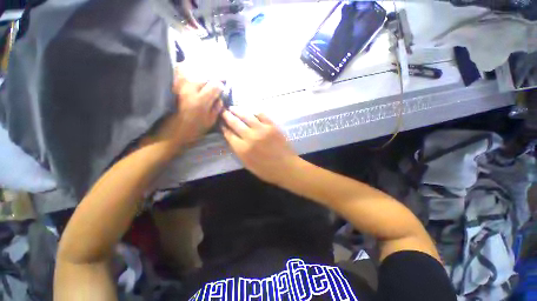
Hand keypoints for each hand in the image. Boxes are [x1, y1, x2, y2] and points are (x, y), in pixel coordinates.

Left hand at [149, 68, 222, 156]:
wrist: (169, 134)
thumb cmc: (192, 130)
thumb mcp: (209, 122)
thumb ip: (217, 108)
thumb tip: (220, 98)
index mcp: (200, 101)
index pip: (214, 86)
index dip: (220, 86)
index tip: (222, 88)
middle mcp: (189, 90)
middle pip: (204, 79)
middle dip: (211, 82)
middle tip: (214, 86)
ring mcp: (177, 87)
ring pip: (192, 74)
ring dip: (200, 77)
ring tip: (203, 82)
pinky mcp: (170, 87)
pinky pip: (178, 73)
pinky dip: (185, 72)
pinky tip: (188, 73)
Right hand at [221, 107, 300, 185]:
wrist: (286, 167)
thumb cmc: (267, 170)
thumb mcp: (248, 165)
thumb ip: (239, 151)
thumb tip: (233, 139)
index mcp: (242, 149)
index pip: (229, 135)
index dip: (224, 128)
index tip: (221, 123)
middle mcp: (250, 137)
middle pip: (235, 123)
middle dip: (227, 116)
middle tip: (224, 111)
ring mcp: (262, 130)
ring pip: (247, 116)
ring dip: (238, 110)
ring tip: (233, 108)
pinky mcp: (272, 126)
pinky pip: (262, 115)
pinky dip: (255, 112)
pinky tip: (252, 112)